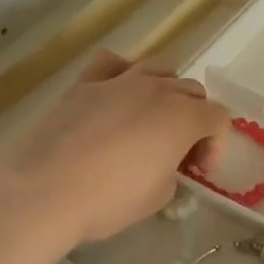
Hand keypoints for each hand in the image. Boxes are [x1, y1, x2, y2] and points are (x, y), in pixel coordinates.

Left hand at [0, 49, 229, 246]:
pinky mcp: (85, 83)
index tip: (198, 171)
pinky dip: (123, 73)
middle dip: (194, 118)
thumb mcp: (157, 197)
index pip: (218, 117)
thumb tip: (164, 164)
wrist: (44, 189)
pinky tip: (116, 93)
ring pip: (158, 68)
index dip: (215, 144)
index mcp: (183, 118)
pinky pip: (112, 63)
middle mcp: (156, 90)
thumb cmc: (108, 199)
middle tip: (178, 151)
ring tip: (152, 119)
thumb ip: (172, 172)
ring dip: (165, 91)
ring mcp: (119, 81)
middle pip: (192, 90)